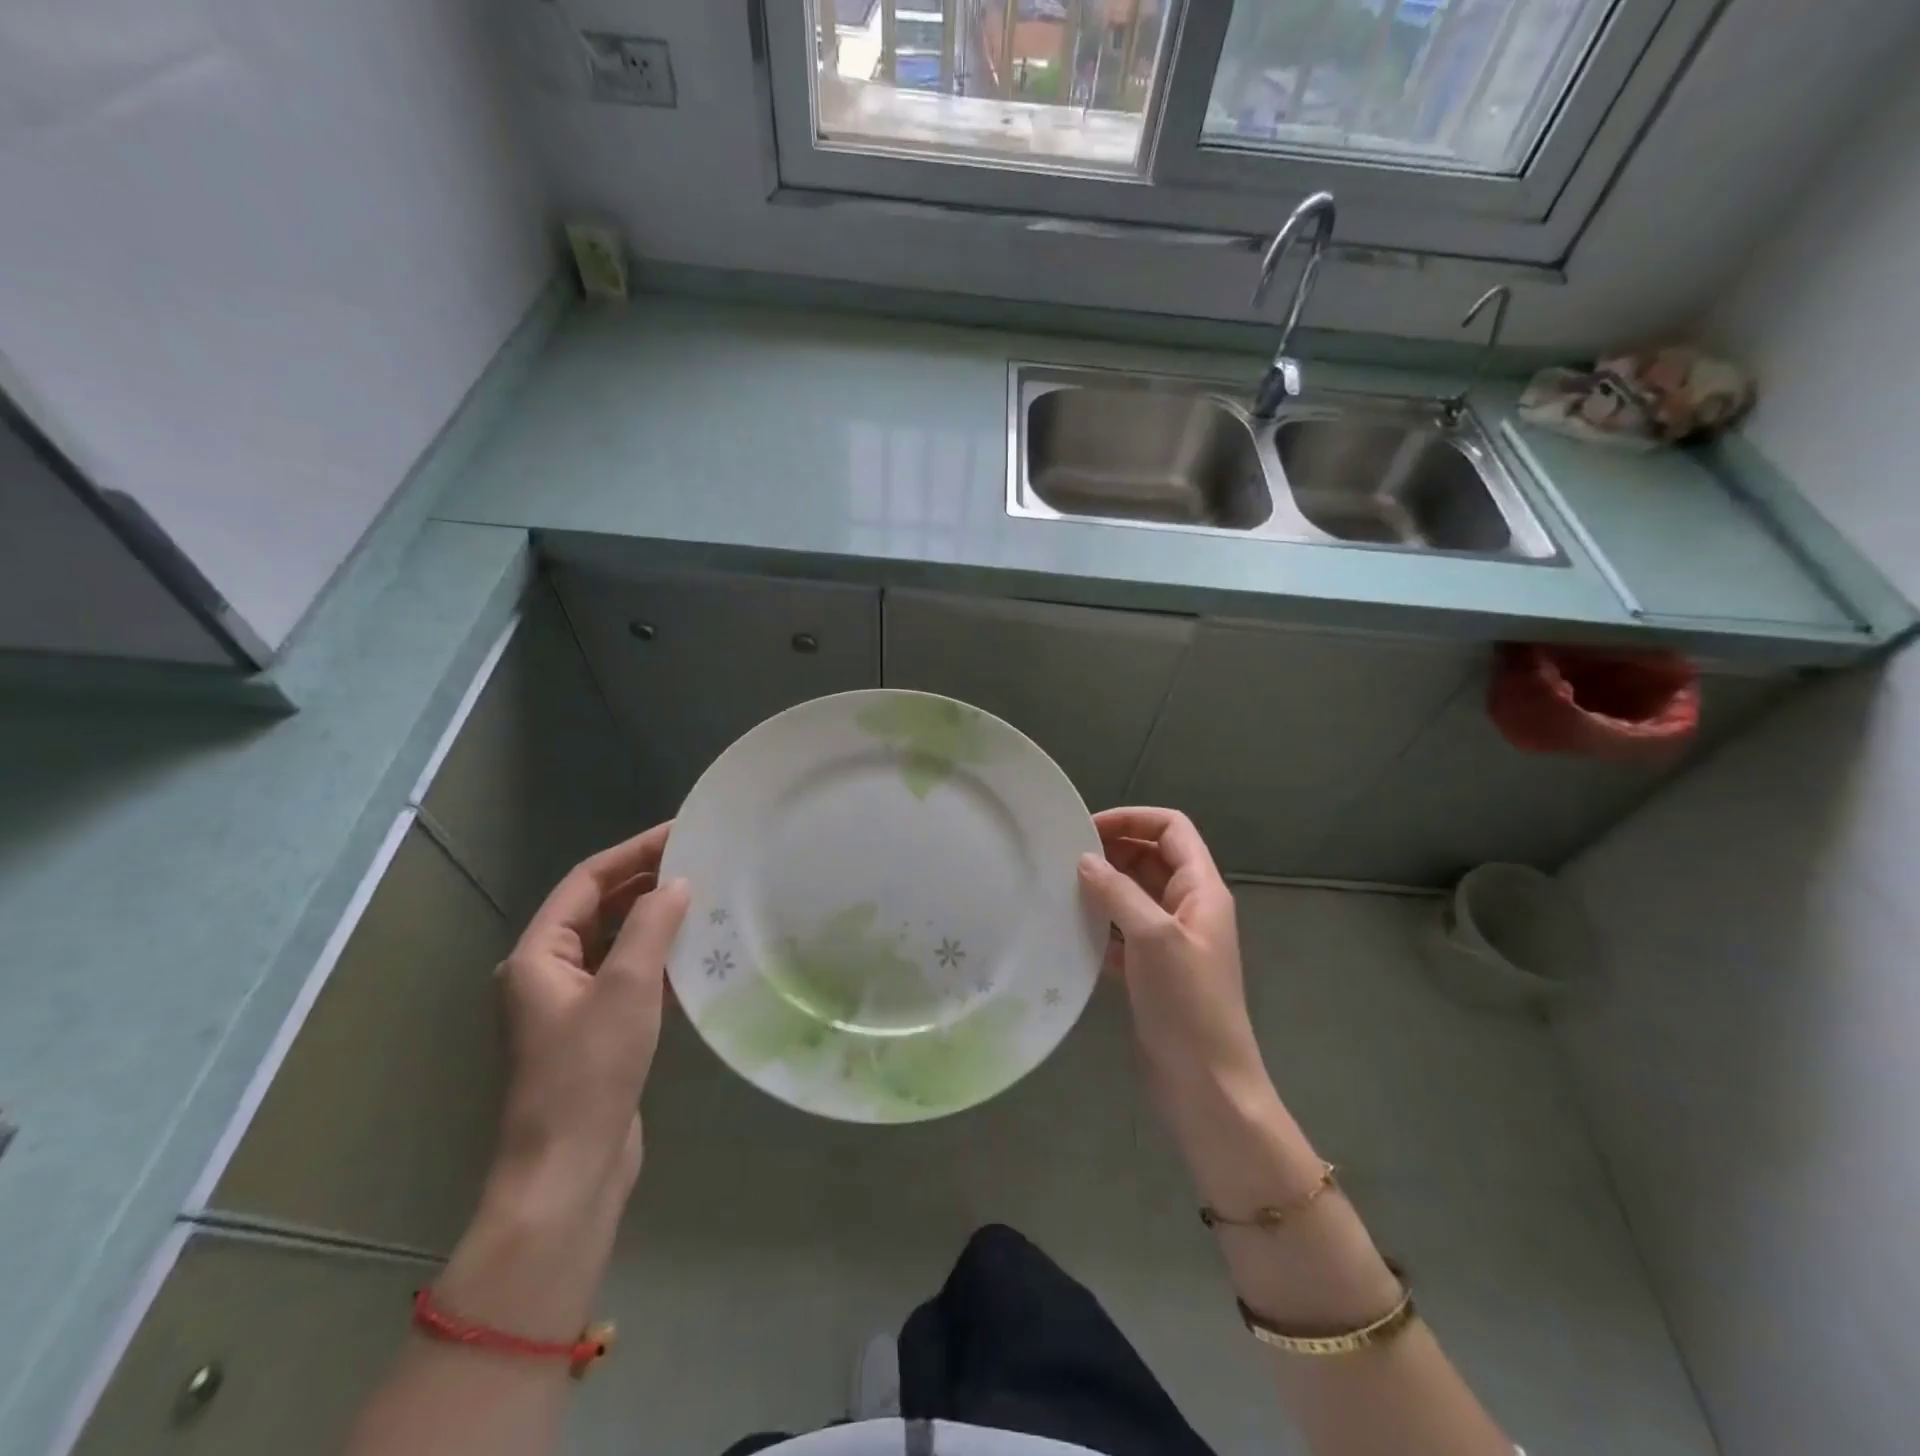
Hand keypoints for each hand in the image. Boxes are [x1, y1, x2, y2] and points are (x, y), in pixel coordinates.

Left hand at [490, 823, 689, 1214]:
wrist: (570, 1172)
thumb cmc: (589, 1073)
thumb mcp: (626, 989)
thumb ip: (651, 927)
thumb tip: (677, 883)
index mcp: (537, 956)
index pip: (585, 882)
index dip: (632, 853)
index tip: (680, 832)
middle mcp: (547, 973)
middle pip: (597, 910)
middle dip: (645, 883)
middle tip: (700, 861)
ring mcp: (571, 1005)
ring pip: (615, 944)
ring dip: (655, 921)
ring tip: (705, 898)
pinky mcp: (596, 1032)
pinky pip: (628, 978)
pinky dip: (658, 960)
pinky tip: (696, 954)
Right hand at [1078, 807, 1267, 1107]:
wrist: (1206, 1086)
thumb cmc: (1187, 1004)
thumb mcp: (1153, 938)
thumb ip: (1119, 892)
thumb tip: (1084, 859)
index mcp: (1202, 890)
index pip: (1171, 829)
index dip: (1133, 819)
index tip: (1087, 828)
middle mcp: (1189, 908)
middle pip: (1150, 858)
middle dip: (1111, 852)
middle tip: (1064, 859)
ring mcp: (1171, 941)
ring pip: (1134, 895)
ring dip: (1102, 888)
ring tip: (1060, 889)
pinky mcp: (1152, 971)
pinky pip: (1123, 932)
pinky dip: (1100, 924)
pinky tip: (1071, 931)